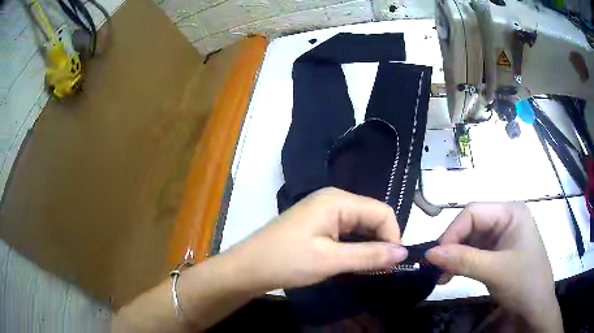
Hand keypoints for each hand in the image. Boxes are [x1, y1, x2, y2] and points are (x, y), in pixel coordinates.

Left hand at [224, 187, 407, 290]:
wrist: (249, 267)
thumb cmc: (287, 261)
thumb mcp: (331, 261)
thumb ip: (370, 255)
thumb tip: (404, 253)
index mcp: (338, 200)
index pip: (382, 212)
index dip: (392, 236)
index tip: (391, 263)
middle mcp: (334, 199)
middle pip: (372, 217)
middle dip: (381, 242)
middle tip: (380, 269)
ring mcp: (325, 211)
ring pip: (360, 226)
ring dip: (368, 246)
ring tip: (367, 269)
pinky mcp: (319, 223)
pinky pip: (347, 231)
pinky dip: (355, 247)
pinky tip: (352, 262)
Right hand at [426, 202, 561, 331]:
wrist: (535, 307)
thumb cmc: (524, 283)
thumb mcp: (495, 271)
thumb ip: (463, 260)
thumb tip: (429, 253)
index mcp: (511, 212)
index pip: (474, 212)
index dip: (453, 232)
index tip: (436, 257)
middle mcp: (506, 219)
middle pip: (471, 225)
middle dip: (453, 246)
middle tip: (437, 270)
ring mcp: (503, 235)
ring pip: (471, 239)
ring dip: (455, 257)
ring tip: (443, 277)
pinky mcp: (498, 251)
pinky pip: (475, 252)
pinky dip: (461, 263)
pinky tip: (452, 276)